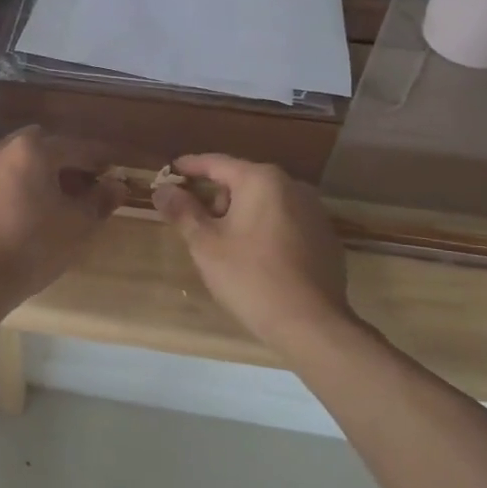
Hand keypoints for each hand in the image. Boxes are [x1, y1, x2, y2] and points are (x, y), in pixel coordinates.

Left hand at [0, 127, 121, 302]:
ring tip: (44, 203)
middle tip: (77, 186)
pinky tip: (13, 217)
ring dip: (31, 175)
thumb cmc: (33, 246)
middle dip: (61, 161)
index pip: (76, 148)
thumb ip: (100, 200)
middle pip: (39, 147)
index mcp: (33, 150)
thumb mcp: (78, 226)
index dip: (98, 160)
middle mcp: (0, 150)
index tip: (112, 172)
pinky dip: (7, 192)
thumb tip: (116, 185)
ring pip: (11, 163)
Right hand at [152, 154, 370, 358]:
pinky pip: (285, 221)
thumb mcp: (206, 245)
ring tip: (222, 243)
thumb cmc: (251, 278)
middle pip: (242, 181)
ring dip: (240, 213)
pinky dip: (264, 228)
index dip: (189, 167)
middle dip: (215, 196)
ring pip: (265, 202)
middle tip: (193, 220)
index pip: (216, 163)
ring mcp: (313, 211)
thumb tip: (162, 189)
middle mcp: (292, 186)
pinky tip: (255, 257)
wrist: (312, 325)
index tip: (169, 172)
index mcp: (261, 180)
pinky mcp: (325, 237)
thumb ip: (182, 211)